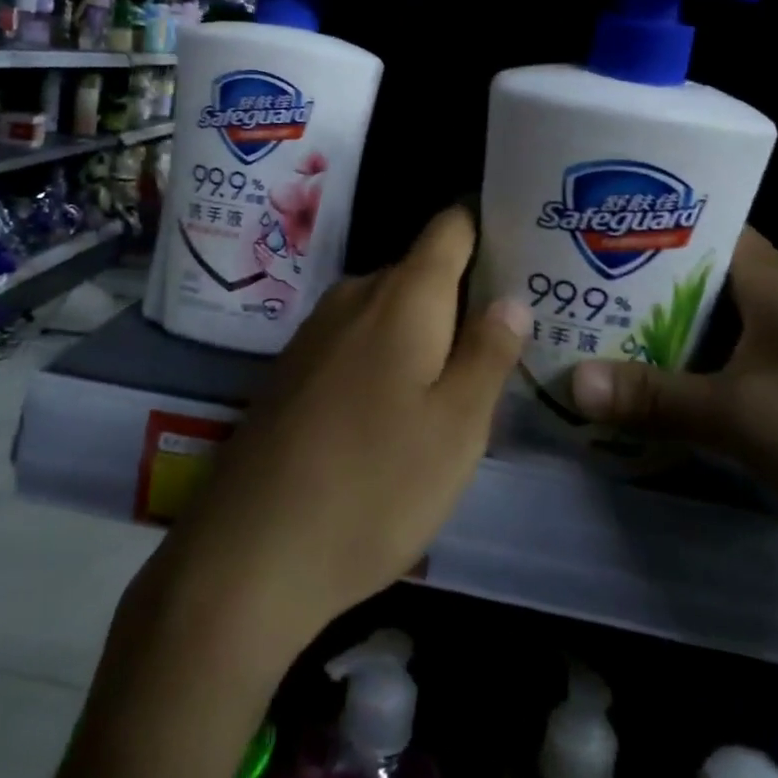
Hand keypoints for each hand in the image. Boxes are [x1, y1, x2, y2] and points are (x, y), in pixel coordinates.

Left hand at [136, 204, 530, 671]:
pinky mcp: (294, 369)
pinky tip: (398, 411)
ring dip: (426, 335)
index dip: (488, 226)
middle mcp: (354, 295)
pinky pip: (357, 341)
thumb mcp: (456, 428)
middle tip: (511, 339)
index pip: (451, 227)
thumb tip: (512, 297)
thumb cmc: (374, 485)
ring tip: (464, 379)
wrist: (250, 551)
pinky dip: (388, 358)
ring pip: (389, 312)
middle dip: (465, 298)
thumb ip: (488, 353)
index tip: (526, 250)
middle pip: (422, 272)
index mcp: (402, 295)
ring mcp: (316, 332)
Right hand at [569, 227, 777, 612]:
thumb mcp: (746, 415)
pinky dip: (678, 384)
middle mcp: (777, 310)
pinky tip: (633, 397)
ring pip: (702, 334)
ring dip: (650, 339)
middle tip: (564, 286)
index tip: (585, 224)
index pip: (701, 225)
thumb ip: (655, 397)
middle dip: (630, 286)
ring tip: (581, 336)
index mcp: (772, 284)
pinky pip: (718, 381)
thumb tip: (569, 382)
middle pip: (691, 282)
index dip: (644, 220)